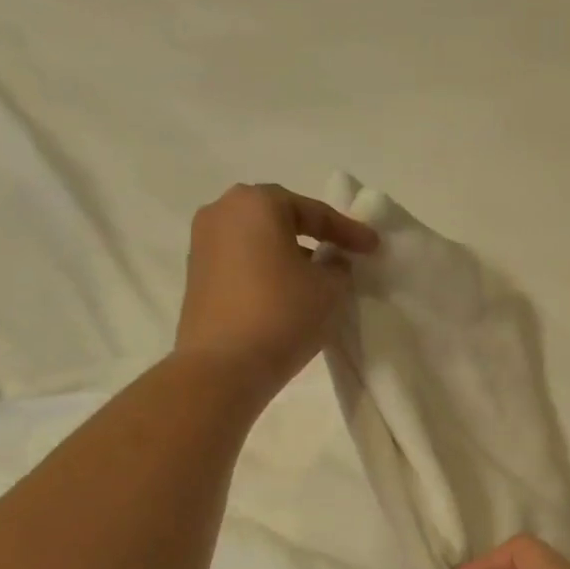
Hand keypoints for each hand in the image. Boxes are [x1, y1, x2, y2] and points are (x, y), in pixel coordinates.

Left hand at [176, 183, 377, 399]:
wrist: (224, 366)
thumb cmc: (282, 314)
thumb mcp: (330, 289)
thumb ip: (338, 267)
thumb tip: (330, 263)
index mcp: (256, 203)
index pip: (313, 212)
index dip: (348, 231)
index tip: (373, 247)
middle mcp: (221, 212)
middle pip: (279, 219)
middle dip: (313, 236)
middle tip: (342, 254)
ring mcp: (202, 244)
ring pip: (258, 242)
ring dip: (289, 256)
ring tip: (316, 278)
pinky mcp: (197, 277)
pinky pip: (243, 264)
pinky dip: (267, 273)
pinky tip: (287, 295)